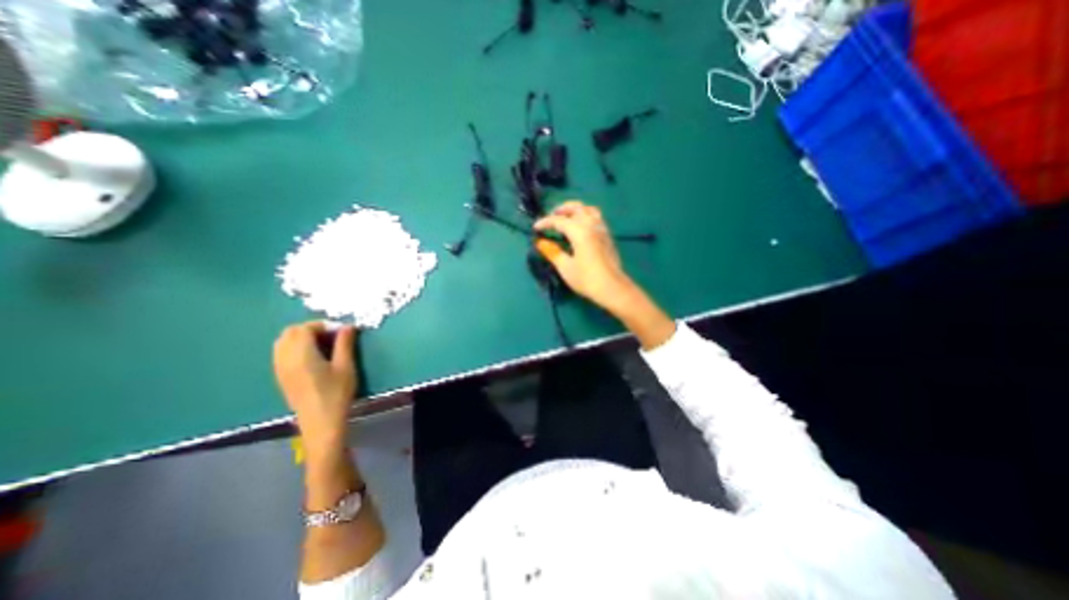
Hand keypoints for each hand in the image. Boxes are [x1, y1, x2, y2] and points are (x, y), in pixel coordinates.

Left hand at [273, 324, 358, 455]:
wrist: (320, 422)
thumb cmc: (336, 393)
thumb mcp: (346, 366)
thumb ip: (344, 344)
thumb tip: (347, 326)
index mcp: (301, 354)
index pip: (305, 328)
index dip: (323, 325)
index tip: (340, 331)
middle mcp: (285, 358)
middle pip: (290, 332)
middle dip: (311, 329)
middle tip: (332, 336)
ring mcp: (280, 368)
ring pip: (283, 342)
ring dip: (301, 337)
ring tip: (323, 345)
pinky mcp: (281, 376)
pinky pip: (281, 353)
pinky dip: (295, 347)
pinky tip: (312, 357)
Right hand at [533, 201, 631, 312]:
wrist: (612, 288)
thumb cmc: (587, 279)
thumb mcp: (565, 267)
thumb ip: (552, 252)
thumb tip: (540, 242)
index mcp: (580, 231)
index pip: (559, 220)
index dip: (545, 222)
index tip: (535, 228)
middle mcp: (592, 225)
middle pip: (577, 207)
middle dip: (562, 209)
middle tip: (551, 218)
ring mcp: (602, 229)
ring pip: (589, 210)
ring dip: (576, 210)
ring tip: (566, 219)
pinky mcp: (608, 236)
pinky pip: (596, 218)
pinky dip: (585, 217)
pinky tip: (580, 229)